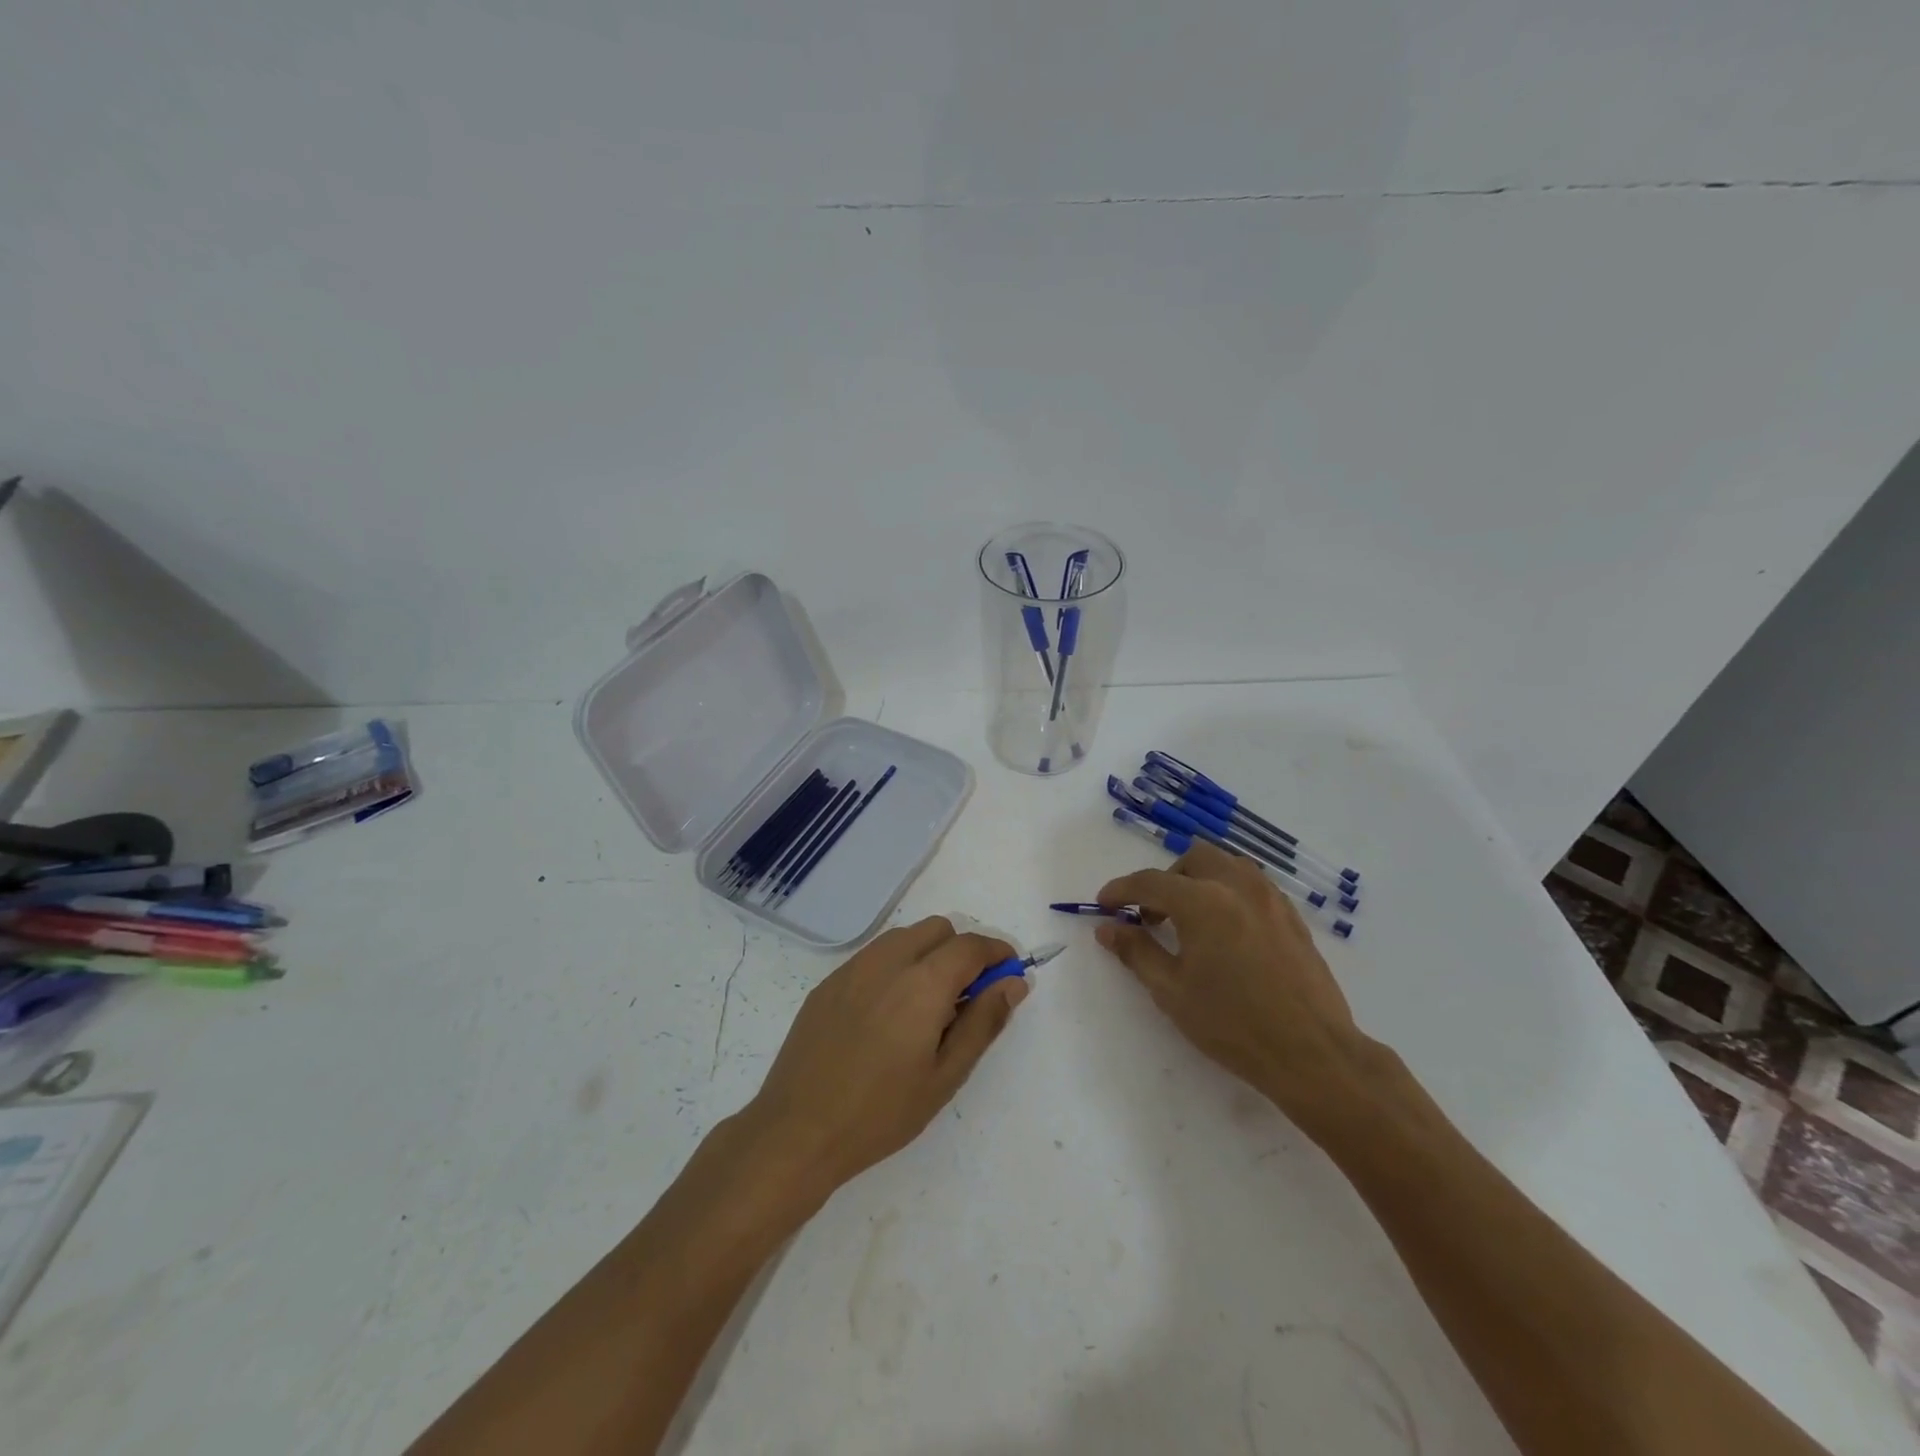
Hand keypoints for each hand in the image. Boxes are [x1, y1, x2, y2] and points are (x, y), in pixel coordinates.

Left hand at [744, 916, 1028, 1196]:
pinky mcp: (829, 981)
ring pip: (905, 937)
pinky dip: (896, 966)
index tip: (1008, 976)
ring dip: (928, 955)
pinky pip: (874, 955)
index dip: (997, 953)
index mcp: (922, 982)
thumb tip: (1014, 983)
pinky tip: (888, 1015)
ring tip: (928, 1008)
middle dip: (962, 951)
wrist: (797, 1131)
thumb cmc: (881, 1112)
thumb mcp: (945, 1075)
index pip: (971, 945)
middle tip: (968, 997)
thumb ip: (984, 1021)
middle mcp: (888, 960)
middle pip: (939, 929)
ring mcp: (853, 967)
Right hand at [1096, 842, 1372, 1131]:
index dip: (1121, 890)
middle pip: (1192, 859)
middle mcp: (1237, 886)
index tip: (1103, 904)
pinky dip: (1229, 891)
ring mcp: (1270, 899)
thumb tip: (1108, 928)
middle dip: (1165, 880)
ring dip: (1200, 879)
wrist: (1312, 1053)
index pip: (1150, 882)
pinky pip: (1253, 884)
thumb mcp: (1172, 991)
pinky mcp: (1292, 916)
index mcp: (1202, 901)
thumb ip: (1136, 952)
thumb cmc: (1233, 1024)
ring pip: (1227, 864)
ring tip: (1190, 918)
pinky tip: (1226, 929)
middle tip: (1152, 916)